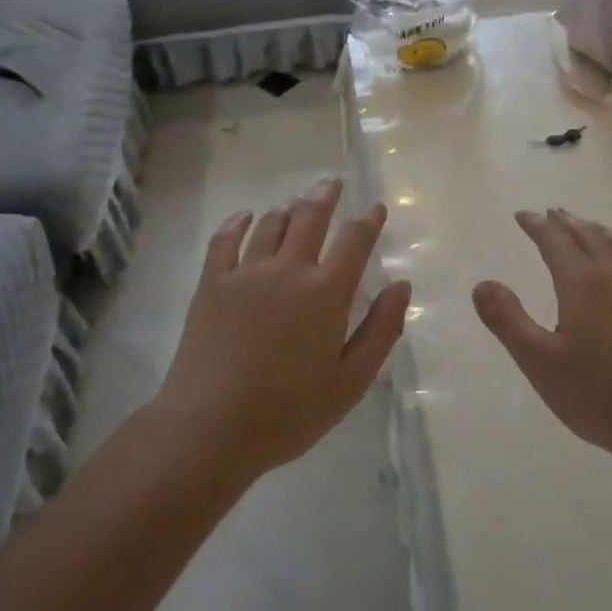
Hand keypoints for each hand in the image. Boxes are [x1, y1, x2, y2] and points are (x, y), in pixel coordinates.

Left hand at [157, 179, 410, 479]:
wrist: (210, 426)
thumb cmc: (289, 412)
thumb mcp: (351, 381)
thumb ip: (380, 330)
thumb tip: (401, 286)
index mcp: (326, 292)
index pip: (354, 241)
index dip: (368, 220)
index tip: (375, 207)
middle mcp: (288, 269)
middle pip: (310, 218)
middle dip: (325, 197)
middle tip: (332, 184)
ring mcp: (246, 273)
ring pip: (271, 224)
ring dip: (288, 207)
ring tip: (298, 201)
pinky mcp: (212, 283)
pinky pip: (225, 240)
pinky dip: (238, 222)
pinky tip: (245, 216)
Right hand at [473, 209, 611, 474]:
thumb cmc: (598, 395)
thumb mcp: (539, 362)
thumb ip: (507, 320)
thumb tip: (481, 283)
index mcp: (582, 284)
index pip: (555, 241)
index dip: (537, 225)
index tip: (523, 215)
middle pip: (590, 236)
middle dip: (567, 222)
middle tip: (552, 214)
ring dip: (601, 231)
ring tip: (591, 227)